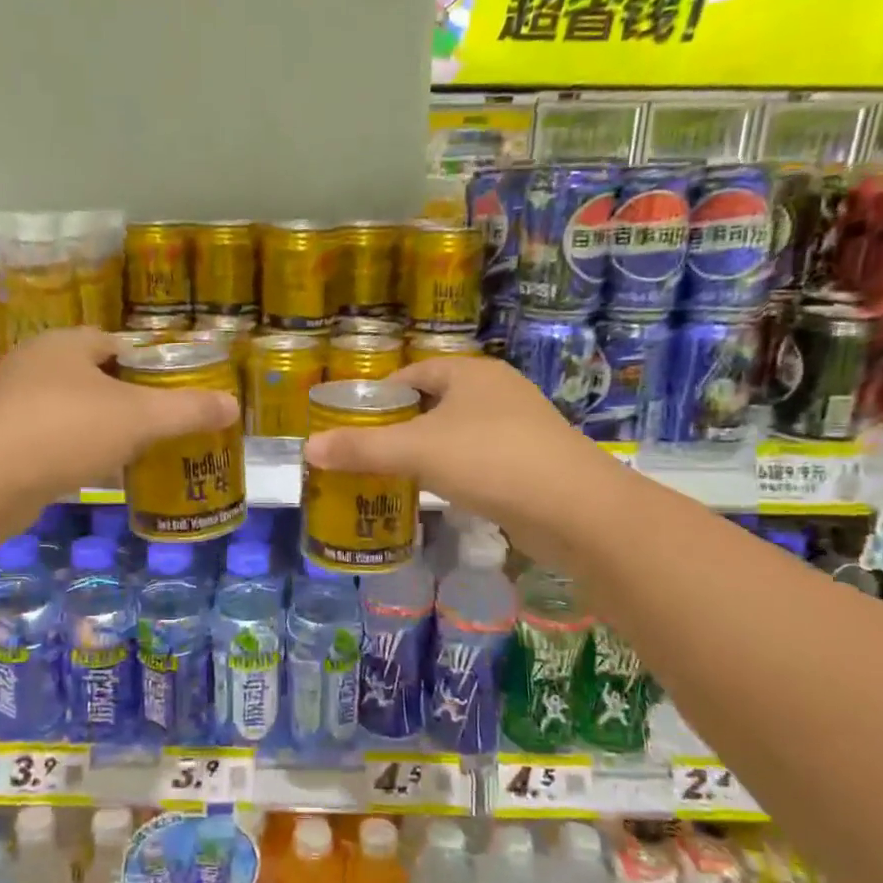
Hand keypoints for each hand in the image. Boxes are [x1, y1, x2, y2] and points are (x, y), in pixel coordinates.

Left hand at [0, 328, 238, 523]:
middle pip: (94, 377)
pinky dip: (76, 452)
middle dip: (127, 398)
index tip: (173, 389)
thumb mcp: (139, 418)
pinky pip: (52, 440)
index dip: (147, 363)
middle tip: (161, 423)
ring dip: (101, 428)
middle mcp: (35, 365)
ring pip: (72, 410)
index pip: (115, 342)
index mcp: (66, 345)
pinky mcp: (1, 443)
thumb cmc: (64, 431)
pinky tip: (97, 473)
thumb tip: (233, 405)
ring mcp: (13, 405)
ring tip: (137, 450)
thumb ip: (187, 410)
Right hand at [302, 356, 626, 567]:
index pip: (413, 375)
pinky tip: (439, 494)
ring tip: (394, 476)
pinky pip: (479, 460)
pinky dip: (455, 472)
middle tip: (366, 454)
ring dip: (428, 452)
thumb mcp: (417, 451)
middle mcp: (496, 391)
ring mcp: (519, 427)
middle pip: (434, 403)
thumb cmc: (491, 460)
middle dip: (400, 427)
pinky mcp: (531, 462)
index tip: (353, 424)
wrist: (576, 509)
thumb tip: (307, 448)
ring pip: (458, 434)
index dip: (380, 396)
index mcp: (470, 373)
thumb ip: (361, 449)